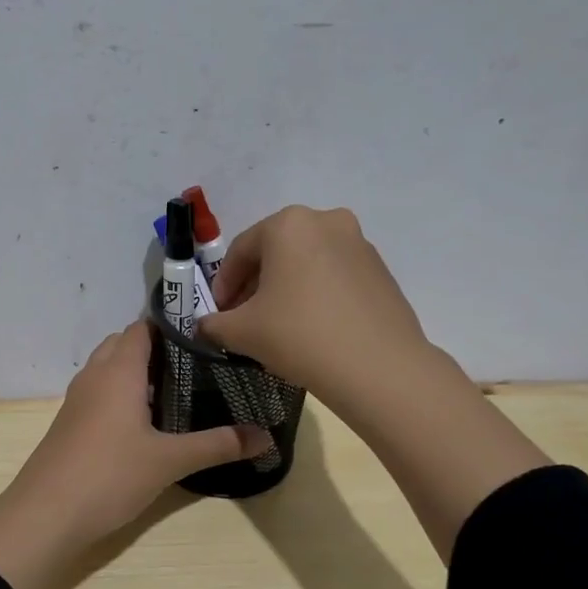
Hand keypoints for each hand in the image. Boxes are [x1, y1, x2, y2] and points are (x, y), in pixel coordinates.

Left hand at [0, 321, 269, 588]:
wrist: (45, 514)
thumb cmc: (109, 475)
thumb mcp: (170, 461)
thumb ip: (219, 445)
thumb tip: (267, 437)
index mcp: (119, 370)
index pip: (143, 328)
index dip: (173, 327)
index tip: (207, 337)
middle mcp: (94, 375)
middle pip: (124, 343)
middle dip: (157, 349)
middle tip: (197, 366)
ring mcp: (77, 399)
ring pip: (108, 368)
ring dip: (137, 372)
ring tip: (177, 391)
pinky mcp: (69, 422)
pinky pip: (99, 392)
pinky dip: (121, 393)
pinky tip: (144, 422)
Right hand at [198, 205, 429, 407]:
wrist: (378, 368)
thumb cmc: (300, 336)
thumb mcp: (241, 332)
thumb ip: (213, 324)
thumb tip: (206, 325)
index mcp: (288, 225)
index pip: (240, 250)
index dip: (223, 284)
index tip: (218, 314)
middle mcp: (326, 221)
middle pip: (275, 252)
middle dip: (254, 284)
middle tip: (243, 318)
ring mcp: (360, 243)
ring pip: (306, 263)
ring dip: (285, 288)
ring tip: (277, 325)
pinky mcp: (381, 270)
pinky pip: (334, 276)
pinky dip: (315, 294)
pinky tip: (311, 327)